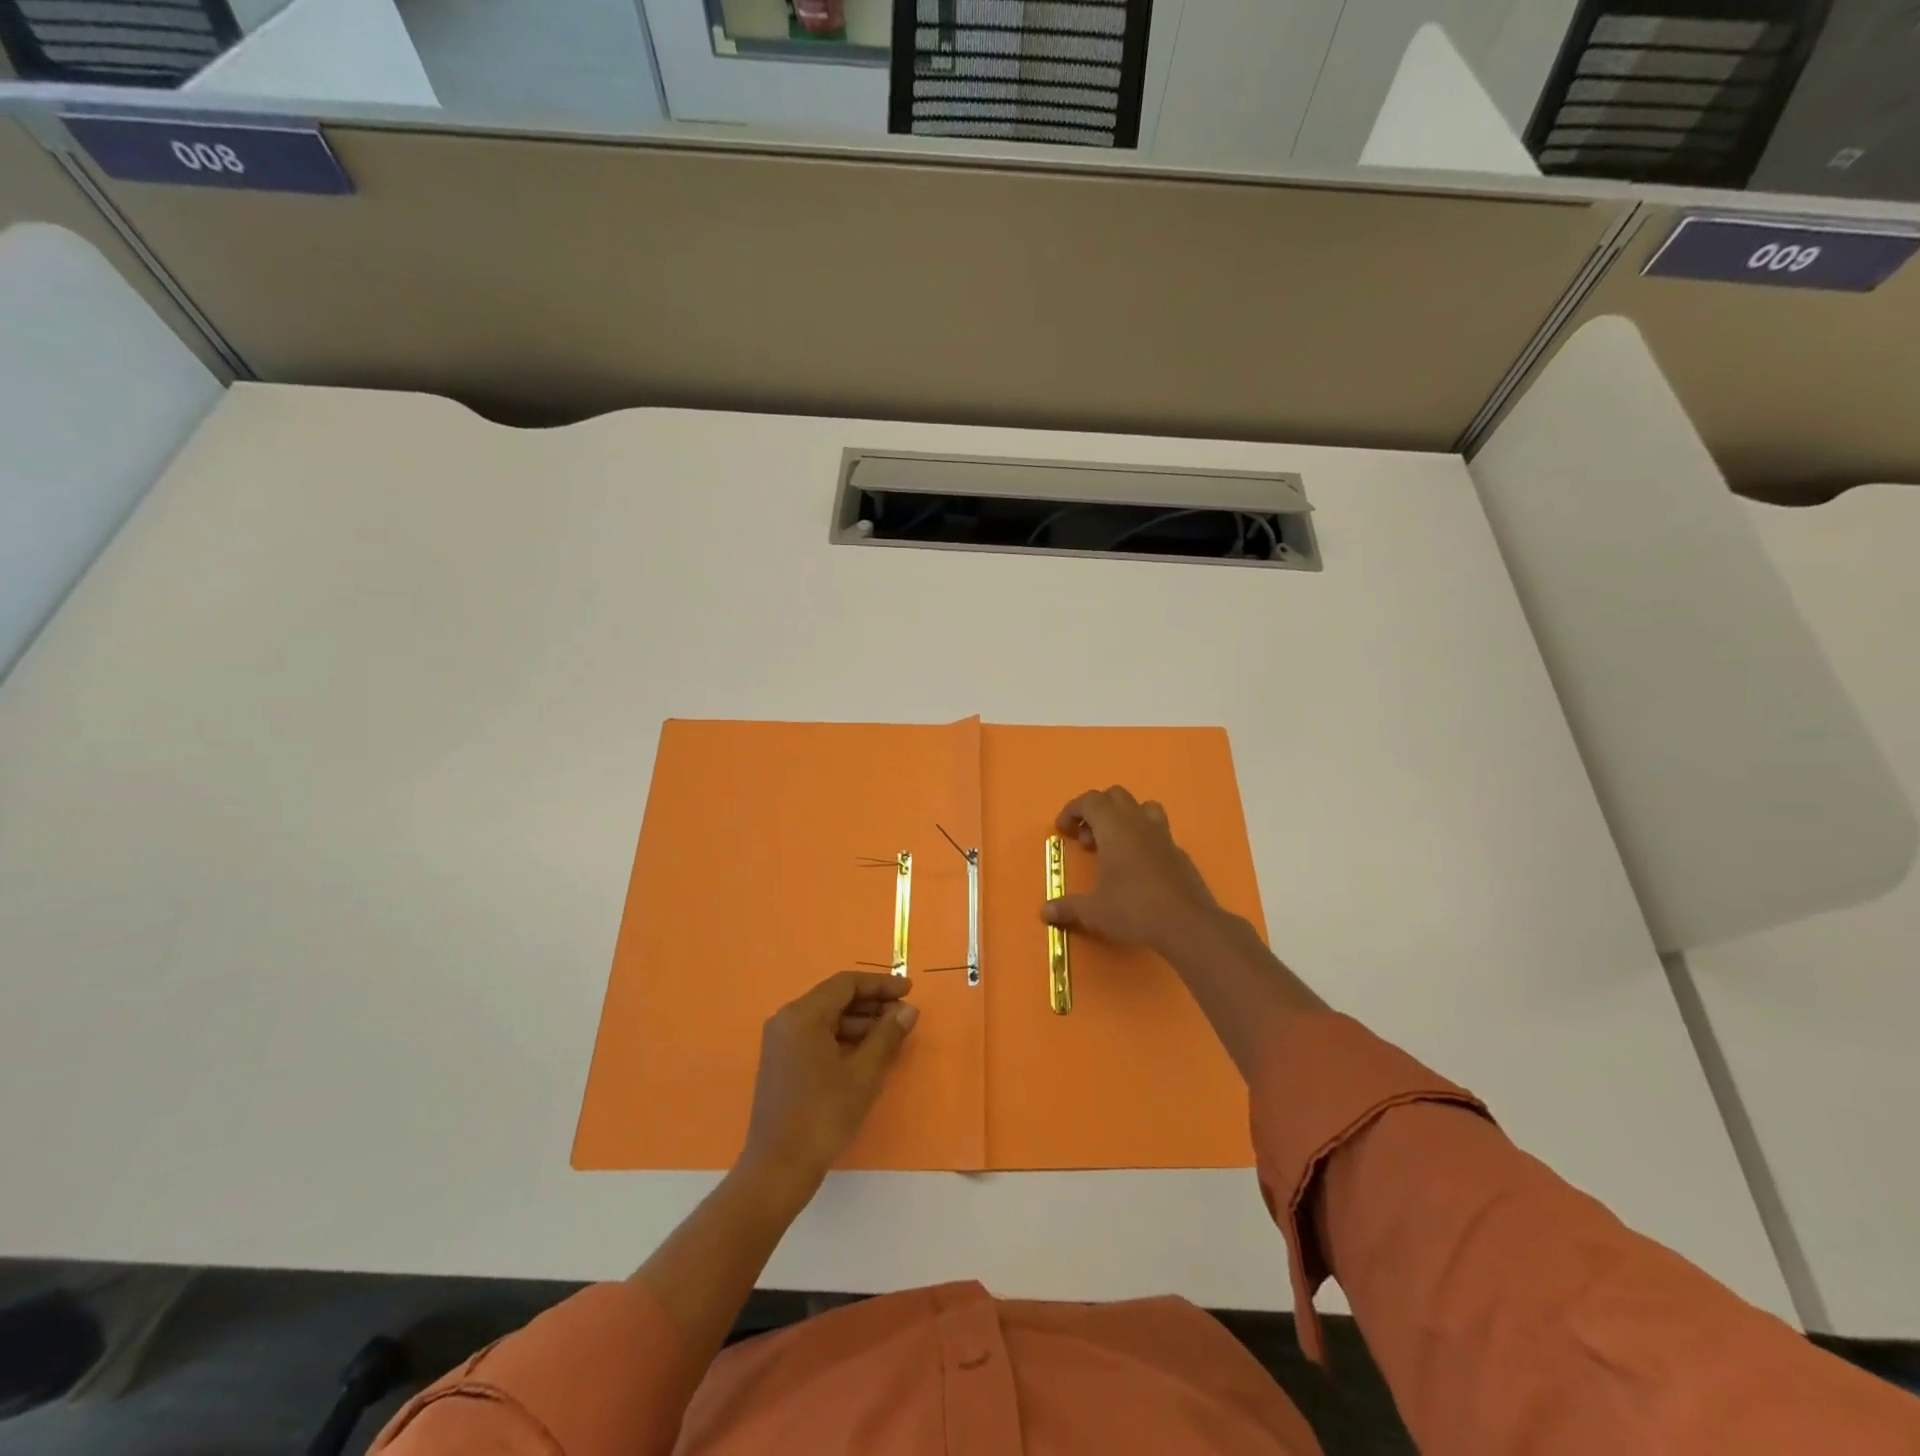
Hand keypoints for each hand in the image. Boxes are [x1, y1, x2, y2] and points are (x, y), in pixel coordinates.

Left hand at [739, 971, 918, 1201]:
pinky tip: (866, 1053)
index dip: (880, 984)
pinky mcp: (780, 1061)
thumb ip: (887, 1036)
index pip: (846, 984)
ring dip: (859, 1022)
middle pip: (835, 998)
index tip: (909, 990)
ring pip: (826, 1018)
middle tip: (903, 1014)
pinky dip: (842, 1038)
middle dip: (871, 1003)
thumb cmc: (823, 1116)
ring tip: (891, 1035)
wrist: (777, 1169)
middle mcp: (787, 1020)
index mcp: (803, 1015)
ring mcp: (780, 1041)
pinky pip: (816, 1036)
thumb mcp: (863, 1075)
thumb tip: (908, 1010)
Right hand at [1043, 786, 1222, 953]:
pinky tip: (1137, 869)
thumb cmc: (1134, 909)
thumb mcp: (1094, 911)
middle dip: (1096, 811)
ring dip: (1123, 818)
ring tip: (1113, 846)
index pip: (1090, 800)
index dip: (1072, 810)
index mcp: (1115, 828)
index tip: (1063, 830)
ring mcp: (1163, 836)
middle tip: (1087, 840)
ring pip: (1142, 807)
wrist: (1188, 924)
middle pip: (1115, 796)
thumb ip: (1068, 907)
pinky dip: (1142, 840)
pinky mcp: (1179, 853)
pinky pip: (1157, 832)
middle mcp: (1139, 823)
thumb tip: (1045, 912)